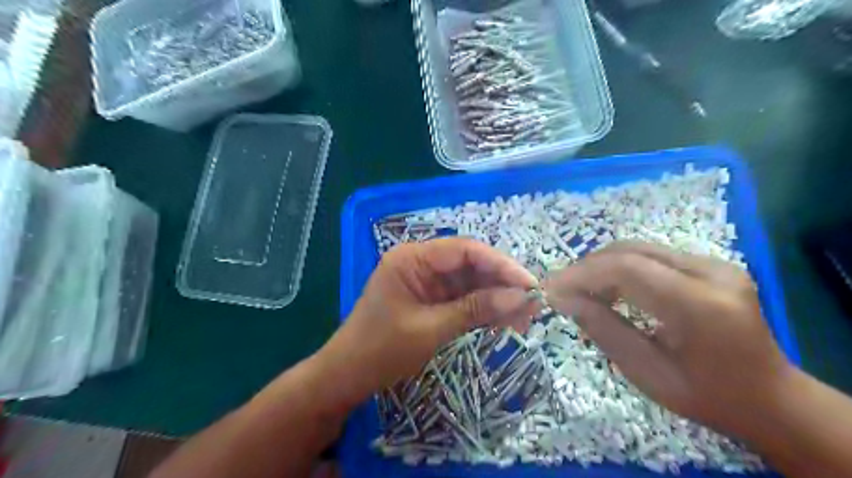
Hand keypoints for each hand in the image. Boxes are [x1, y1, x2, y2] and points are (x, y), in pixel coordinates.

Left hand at [313, 238, 538, 406]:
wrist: (348, 377)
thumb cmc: (381, 350)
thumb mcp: (430, 329)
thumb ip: (475, 309)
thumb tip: (520, 298)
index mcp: (412, 258)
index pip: (464, 250)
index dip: (500, 265)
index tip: (529, 284)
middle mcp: (421, 263)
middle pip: (471, 265)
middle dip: (502, 284)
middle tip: (533, 305)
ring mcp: (427, 283)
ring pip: (471, 283)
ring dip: (497, 299)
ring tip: (525, 319)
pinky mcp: (431, 300)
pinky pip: (463, 299)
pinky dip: (483, 310)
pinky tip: (505, 322)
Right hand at [541, 242, 796, 440]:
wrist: (771, 398)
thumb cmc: (708, 396)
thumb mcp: (647, 373)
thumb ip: (603, 329)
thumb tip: (562, 299)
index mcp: (701, 305)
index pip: (626, 269)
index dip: (581, 274)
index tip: (550, 289)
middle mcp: (712, 272)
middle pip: (630, 251)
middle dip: (587, 267)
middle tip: (561, 289)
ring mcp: (714, 264)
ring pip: (638, 249)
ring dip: (602, 266)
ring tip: (580, 290)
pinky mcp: (710, 264)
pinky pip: (652, 256)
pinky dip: (621, 268)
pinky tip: (609, 289)